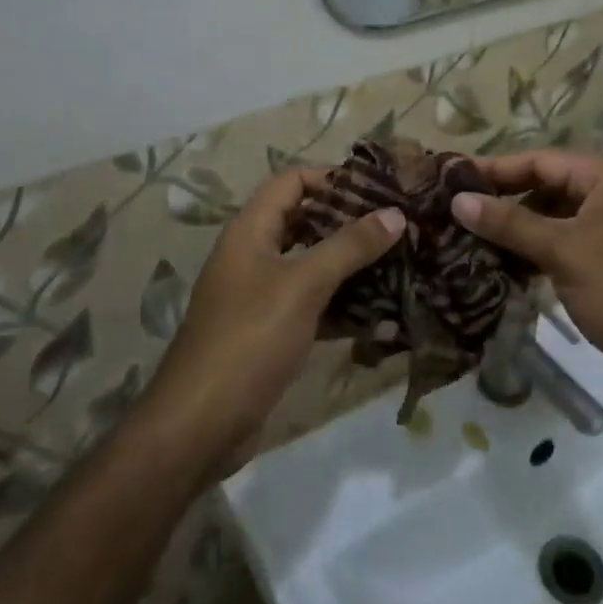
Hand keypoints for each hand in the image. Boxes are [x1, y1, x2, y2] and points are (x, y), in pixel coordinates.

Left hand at [139, 168, 404, 462]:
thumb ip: (349, 247)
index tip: (378, 189)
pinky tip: (383, 315)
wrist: (201, 424)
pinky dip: (343, 307)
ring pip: (312, 267)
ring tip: (401, 264)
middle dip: (350, 223)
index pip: (291, 182)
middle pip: (305, 223)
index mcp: (250, 231)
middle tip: (398, 227)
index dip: (331, 178)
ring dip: (352, 266)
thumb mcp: (302, 285)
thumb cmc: (250, 339)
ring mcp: (261, 296)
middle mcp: (253, 256)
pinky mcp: (272, 333)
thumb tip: (395, 213)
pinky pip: (313, 306)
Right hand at [449, 150, 602, 408]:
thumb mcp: (562, 251)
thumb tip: (458, 201)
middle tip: (457, 211)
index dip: (495, 168)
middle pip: (549, 186)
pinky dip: (538, 250)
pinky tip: (504, 264)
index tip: (452, 177)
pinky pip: (568, 242)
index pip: (542, 160)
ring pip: (556, 217)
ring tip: (471, 238)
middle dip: (505, 200)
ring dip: (518, 229)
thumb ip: (509, 222)